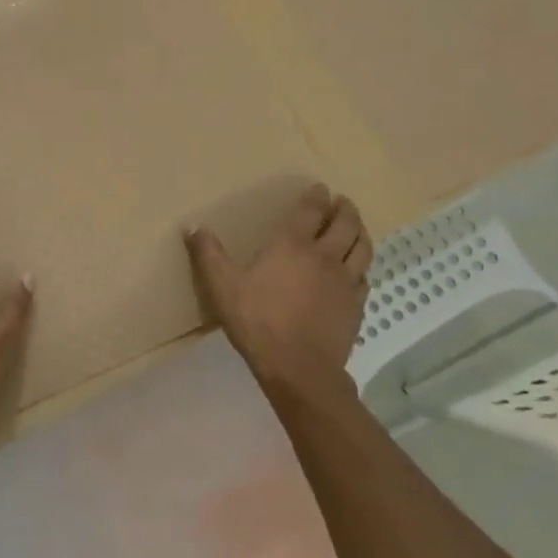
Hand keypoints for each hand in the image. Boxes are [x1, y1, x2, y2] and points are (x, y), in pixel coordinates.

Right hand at [186, 183, 372, 396]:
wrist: (300, 369)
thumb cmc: (258, 322)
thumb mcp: (223, 288)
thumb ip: (208, 255)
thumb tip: (192, 226)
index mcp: (293, 245)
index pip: (312, 211)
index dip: (317, 197)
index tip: (320, 188)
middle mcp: (325, 256)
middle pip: (345, 224)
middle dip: (345, 209)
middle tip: (342, 202)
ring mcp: (346, 282)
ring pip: (362, 248)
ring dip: (360, 232)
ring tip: (355, 228)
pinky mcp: (356, 306)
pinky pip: (365, 278)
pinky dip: (362, 267)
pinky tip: (356, 272)